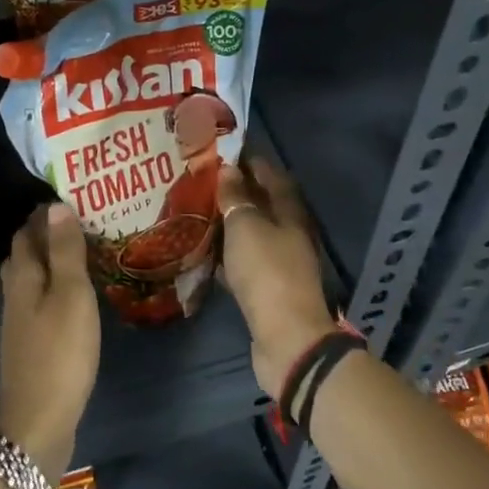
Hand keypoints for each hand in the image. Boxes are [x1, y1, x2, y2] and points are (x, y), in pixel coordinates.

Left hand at [0, 203, 100, 480]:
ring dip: (53, 260)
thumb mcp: (70, 294)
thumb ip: (64, 250)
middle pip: (26, 253)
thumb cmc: (59, 351)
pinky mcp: (31, 341)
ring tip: (85, 250)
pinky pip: (42, 299)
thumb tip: (56, 205)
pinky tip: (77, 292)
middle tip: (84, 221)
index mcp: (23, 275)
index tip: (73, 199)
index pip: (27, 231)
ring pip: (34, 276)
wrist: (38, 421)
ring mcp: (20, 320)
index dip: (45, 214)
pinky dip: (57, 286)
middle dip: (48, 234)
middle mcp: (15, 292)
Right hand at [217, 159, 335, 399]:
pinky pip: (244, 263)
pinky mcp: (267, 289)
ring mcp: (280, 263)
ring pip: (252, 234)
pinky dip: (227, 255)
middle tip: (204, 181)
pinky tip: (204, 252)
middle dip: (236, 192)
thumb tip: (229, 169)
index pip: (272, 176)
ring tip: (198, 211)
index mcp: (290, 213)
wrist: (286, 337)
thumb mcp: (246, 227)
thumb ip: (236, 197)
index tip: (224, 151)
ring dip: (229, 224)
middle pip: (262, 205)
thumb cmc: (267, 271)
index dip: (251, 161)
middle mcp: (289, 234)